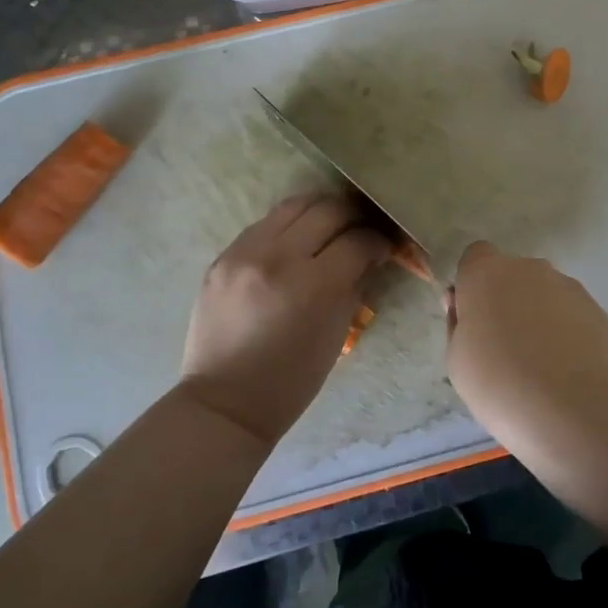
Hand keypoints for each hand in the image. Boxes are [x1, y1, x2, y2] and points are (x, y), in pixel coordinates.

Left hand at [178, 193, 389, 448]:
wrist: (225, 403)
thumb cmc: (291, 381)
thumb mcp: (337, 334)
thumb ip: (354, 286)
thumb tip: (368, 256)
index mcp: (313, 285)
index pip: (358, 241)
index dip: (378, 241)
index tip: (384, 247)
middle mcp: (278, 257)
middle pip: (328, 210)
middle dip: (353, 215)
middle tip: (362, 228)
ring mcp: (244, 252)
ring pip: (294, 204)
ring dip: (319, 210)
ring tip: (330, 224)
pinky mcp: (222, 256)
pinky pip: (264, 224)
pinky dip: (287, 226)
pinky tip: (295, 240)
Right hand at [445, 240, 607, 440]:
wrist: (575, 410)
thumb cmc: (500, 384)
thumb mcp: (457, 360)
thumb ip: (458, 323)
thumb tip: (466, 306)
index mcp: (487, 273)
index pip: (475, 257)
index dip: (473, 286)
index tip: (473, 319)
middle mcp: (529, 269)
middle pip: (512, 276)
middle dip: (507, 301)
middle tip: (504, 347)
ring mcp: (569, 287)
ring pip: (545, 295)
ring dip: (539, 317)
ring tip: (541, 366)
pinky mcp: (598, 311)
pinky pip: (572, 316)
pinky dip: (567, 334)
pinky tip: (566, 372)